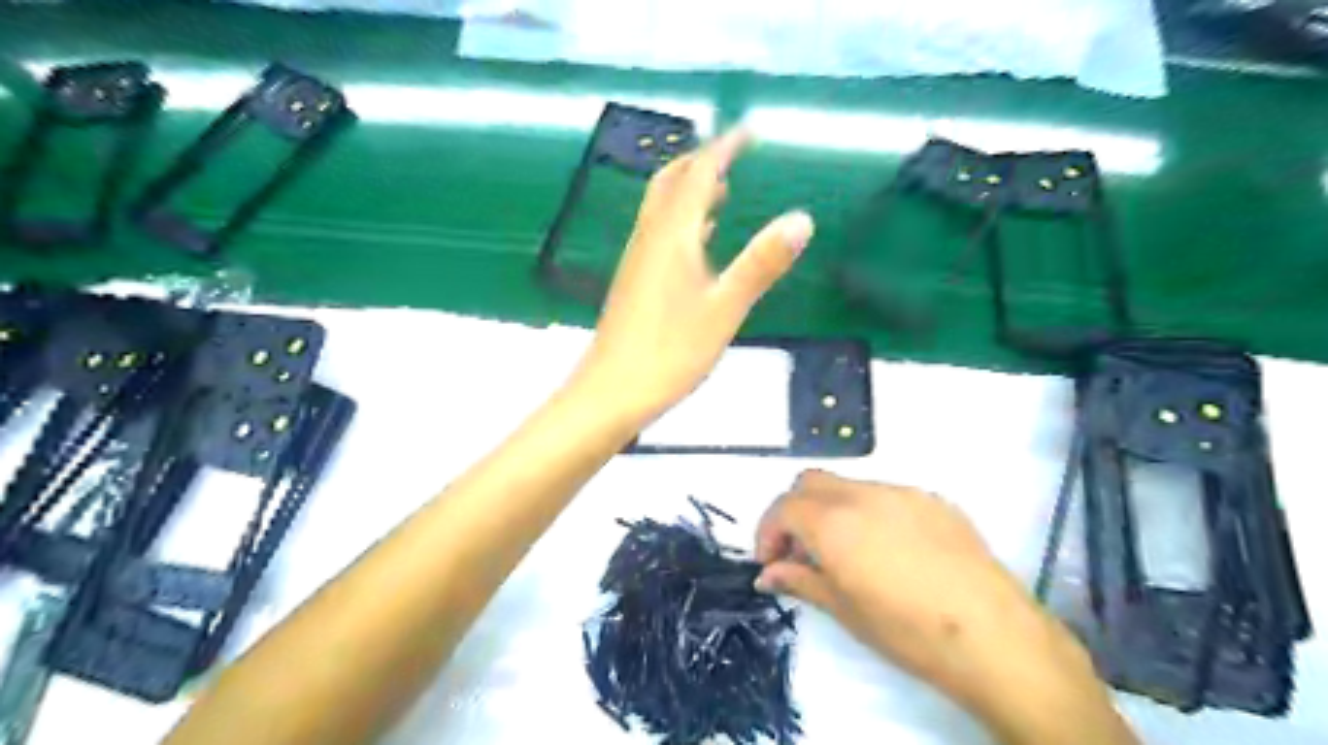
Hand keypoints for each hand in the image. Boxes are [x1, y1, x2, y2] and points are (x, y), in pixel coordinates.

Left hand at [574, 127, 814, 423]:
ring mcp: (637, 260)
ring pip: (661, 207)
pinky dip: (681, 220)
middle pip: (670, 182)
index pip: (698, 174)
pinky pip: (658, 233)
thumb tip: (802, 219)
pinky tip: (697, 239)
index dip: (723, 148)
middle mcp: (650, 238)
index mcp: (673, 236)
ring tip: (722, 187)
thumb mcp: (725, 309)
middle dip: (701, 161)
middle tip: (732, 154)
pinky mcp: (634, 281)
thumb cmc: (670, 351)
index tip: (749, 131)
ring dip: (689, 189)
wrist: (612, 390)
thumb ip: (761, 264)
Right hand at [753, 473, 1042, 691]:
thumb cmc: (907, 630)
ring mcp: (901, 492)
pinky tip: (888, 551)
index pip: (783, 507)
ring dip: (830, 510)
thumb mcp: (844, 610)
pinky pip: (885, 495)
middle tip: (800, 552)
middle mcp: (863, 494)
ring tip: (844, 553)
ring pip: (847, 485)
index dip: (768, 532)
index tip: (771, 562)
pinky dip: (868, 512)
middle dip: (794, 512)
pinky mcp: (933, 500)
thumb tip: (769, 574)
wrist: (993, 636)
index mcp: (834, 521)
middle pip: (809, 483)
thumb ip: (800, 581)